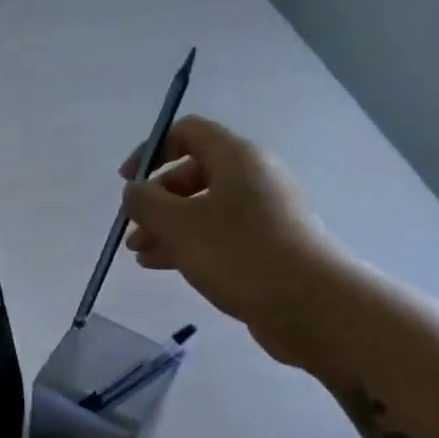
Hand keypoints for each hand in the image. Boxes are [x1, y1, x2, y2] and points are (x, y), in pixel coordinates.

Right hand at [121, 116, 344, 366]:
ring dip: (166, 226)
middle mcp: (252, 178)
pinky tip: (161, 265)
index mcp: (237, 158)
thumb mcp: (179, 224)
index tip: (127, 181)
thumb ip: (146, 202)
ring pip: (202, 208)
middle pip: (193, 173)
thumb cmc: (240, 253)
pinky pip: (217, 235)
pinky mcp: (266, 246)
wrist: (311, 304)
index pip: (188, 132)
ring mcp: (262, 213)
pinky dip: (187, 244)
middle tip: (132, 226)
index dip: (152, 150)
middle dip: (156, 198)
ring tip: (139, 252)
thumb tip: (133, 191)